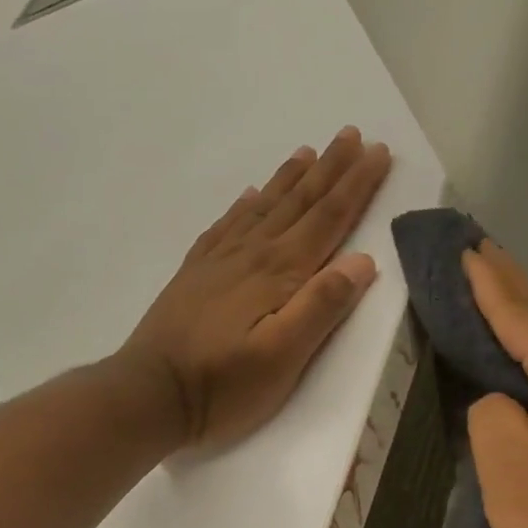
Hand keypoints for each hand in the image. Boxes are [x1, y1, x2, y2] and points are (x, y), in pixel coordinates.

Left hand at [121, 127, 392, 449]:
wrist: (150, 394)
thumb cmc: (222, 385)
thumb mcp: (282, 357)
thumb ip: (321, 307)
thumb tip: (362, 260)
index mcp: (279, 272)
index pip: (328, 218)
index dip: (356, 185)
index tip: (378, 152)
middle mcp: (251, 254)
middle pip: (299, 203)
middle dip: (330, 168)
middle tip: (350, 133)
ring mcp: (219, 261)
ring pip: (264, 207)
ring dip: (290, 178)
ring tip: (308, 152)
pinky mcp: (196, 273)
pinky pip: (227, 225)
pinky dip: (244, 205)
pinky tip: (250, 195)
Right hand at [463, 241, 527, 527]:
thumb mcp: (505, 466)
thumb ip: (489, 413)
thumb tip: (502, 401)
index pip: (519, 313)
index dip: (485, 281)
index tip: (464, 245)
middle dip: (509, 288)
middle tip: (478, 252)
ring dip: (525, 327)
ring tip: (494, 300)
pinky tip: (527, 366)